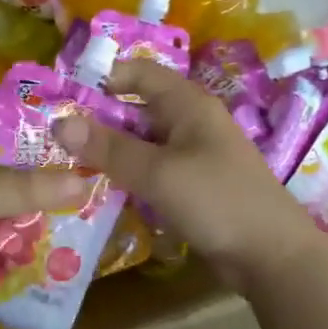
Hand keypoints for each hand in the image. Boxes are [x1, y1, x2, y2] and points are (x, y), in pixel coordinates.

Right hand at [53, 60, 322, 292]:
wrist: (272, 255)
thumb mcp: (158, 173)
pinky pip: (154, 170)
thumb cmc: (217, 201)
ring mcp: (194, 155)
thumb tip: (59, 123)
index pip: (140, 73)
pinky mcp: (194, 185)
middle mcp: (191, 122)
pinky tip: (103, 188)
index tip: (64, 96)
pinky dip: (129, 174)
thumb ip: (109, 148)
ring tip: (69, 162)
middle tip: (55, 136)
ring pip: (143, 142)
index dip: (104, 78)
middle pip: (138, 108)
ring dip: (112, 150)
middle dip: (99, 119)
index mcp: (189, 105)